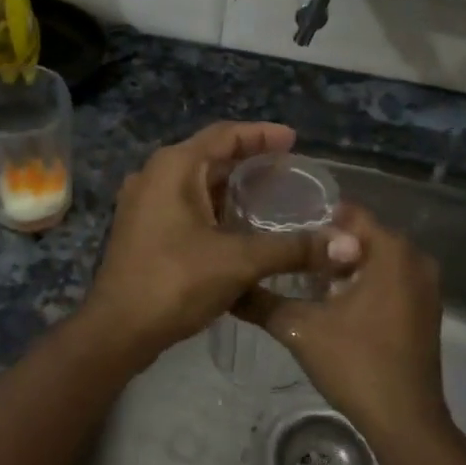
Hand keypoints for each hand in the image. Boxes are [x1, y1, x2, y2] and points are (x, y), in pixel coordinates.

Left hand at [80, 122, 343, 363]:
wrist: (118, 330)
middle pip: (209, 156)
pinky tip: (239, 228)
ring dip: (230, 188)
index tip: (294, 140)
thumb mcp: (239, 261)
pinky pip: (184, 206)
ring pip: (196, 184)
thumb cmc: (175, 282)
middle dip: (249, 162)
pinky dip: (213, 209)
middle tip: (288, 171)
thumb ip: (292, 248)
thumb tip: (347, 244)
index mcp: (173, 167)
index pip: (224, 134)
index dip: (262, 135)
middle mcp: (154, 176)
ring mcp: (143, 204)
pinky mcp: (142, 230)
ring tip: (270, 197)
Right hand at [235, 203, 449, 446]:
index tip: (283, 231)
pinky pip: (390, 281)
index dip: (314, 220)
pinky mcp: (425, 311)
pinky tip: (333, 304)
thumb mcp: (301, 329)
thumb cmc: (356, 363)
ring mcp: (426, 287)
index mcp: (392, 252)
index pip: (349, 214)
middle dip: (327, 246)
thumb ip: (263, 302)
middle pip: (363, 237)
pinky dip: (364, 284)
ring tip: (303, 280)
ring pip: (376, 261)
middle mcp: (416, 260)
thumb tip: (230, 288)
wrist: (404, 420)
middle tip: (287, 257)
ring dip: (344, 268)